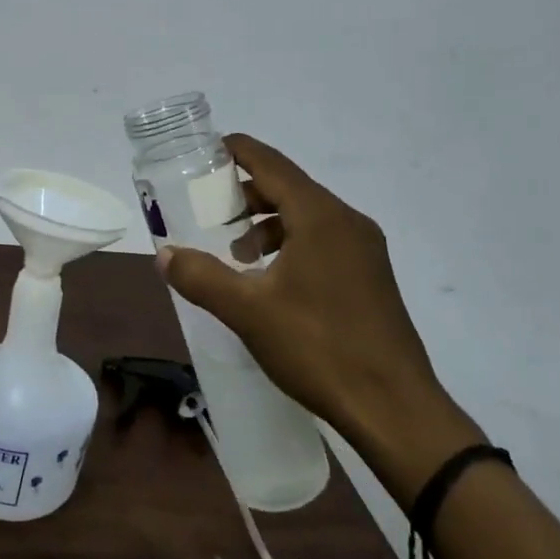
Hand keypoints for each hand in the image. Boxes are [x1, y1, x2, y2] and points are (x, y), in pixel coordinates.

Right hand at [157, 134, 481, 500]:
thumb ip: (201, 277)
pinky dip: (291, 244)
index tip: (207, 149)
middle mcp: (347, 222)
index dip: (238, 151)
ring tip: (237, 253)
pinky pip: (323, 241)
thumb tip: (164, 255)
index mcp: (320, 217)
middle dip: (247, 193)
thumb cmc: (319, 348)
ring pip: (307, 217)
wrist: (395, 409)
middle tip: (209, 208)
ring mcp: (365, 250)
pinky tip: (272, 281)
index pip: (272, 164)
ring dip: (268, 224)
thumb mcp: (248, 311)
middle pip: (290, 188)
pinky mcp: (371, 277)